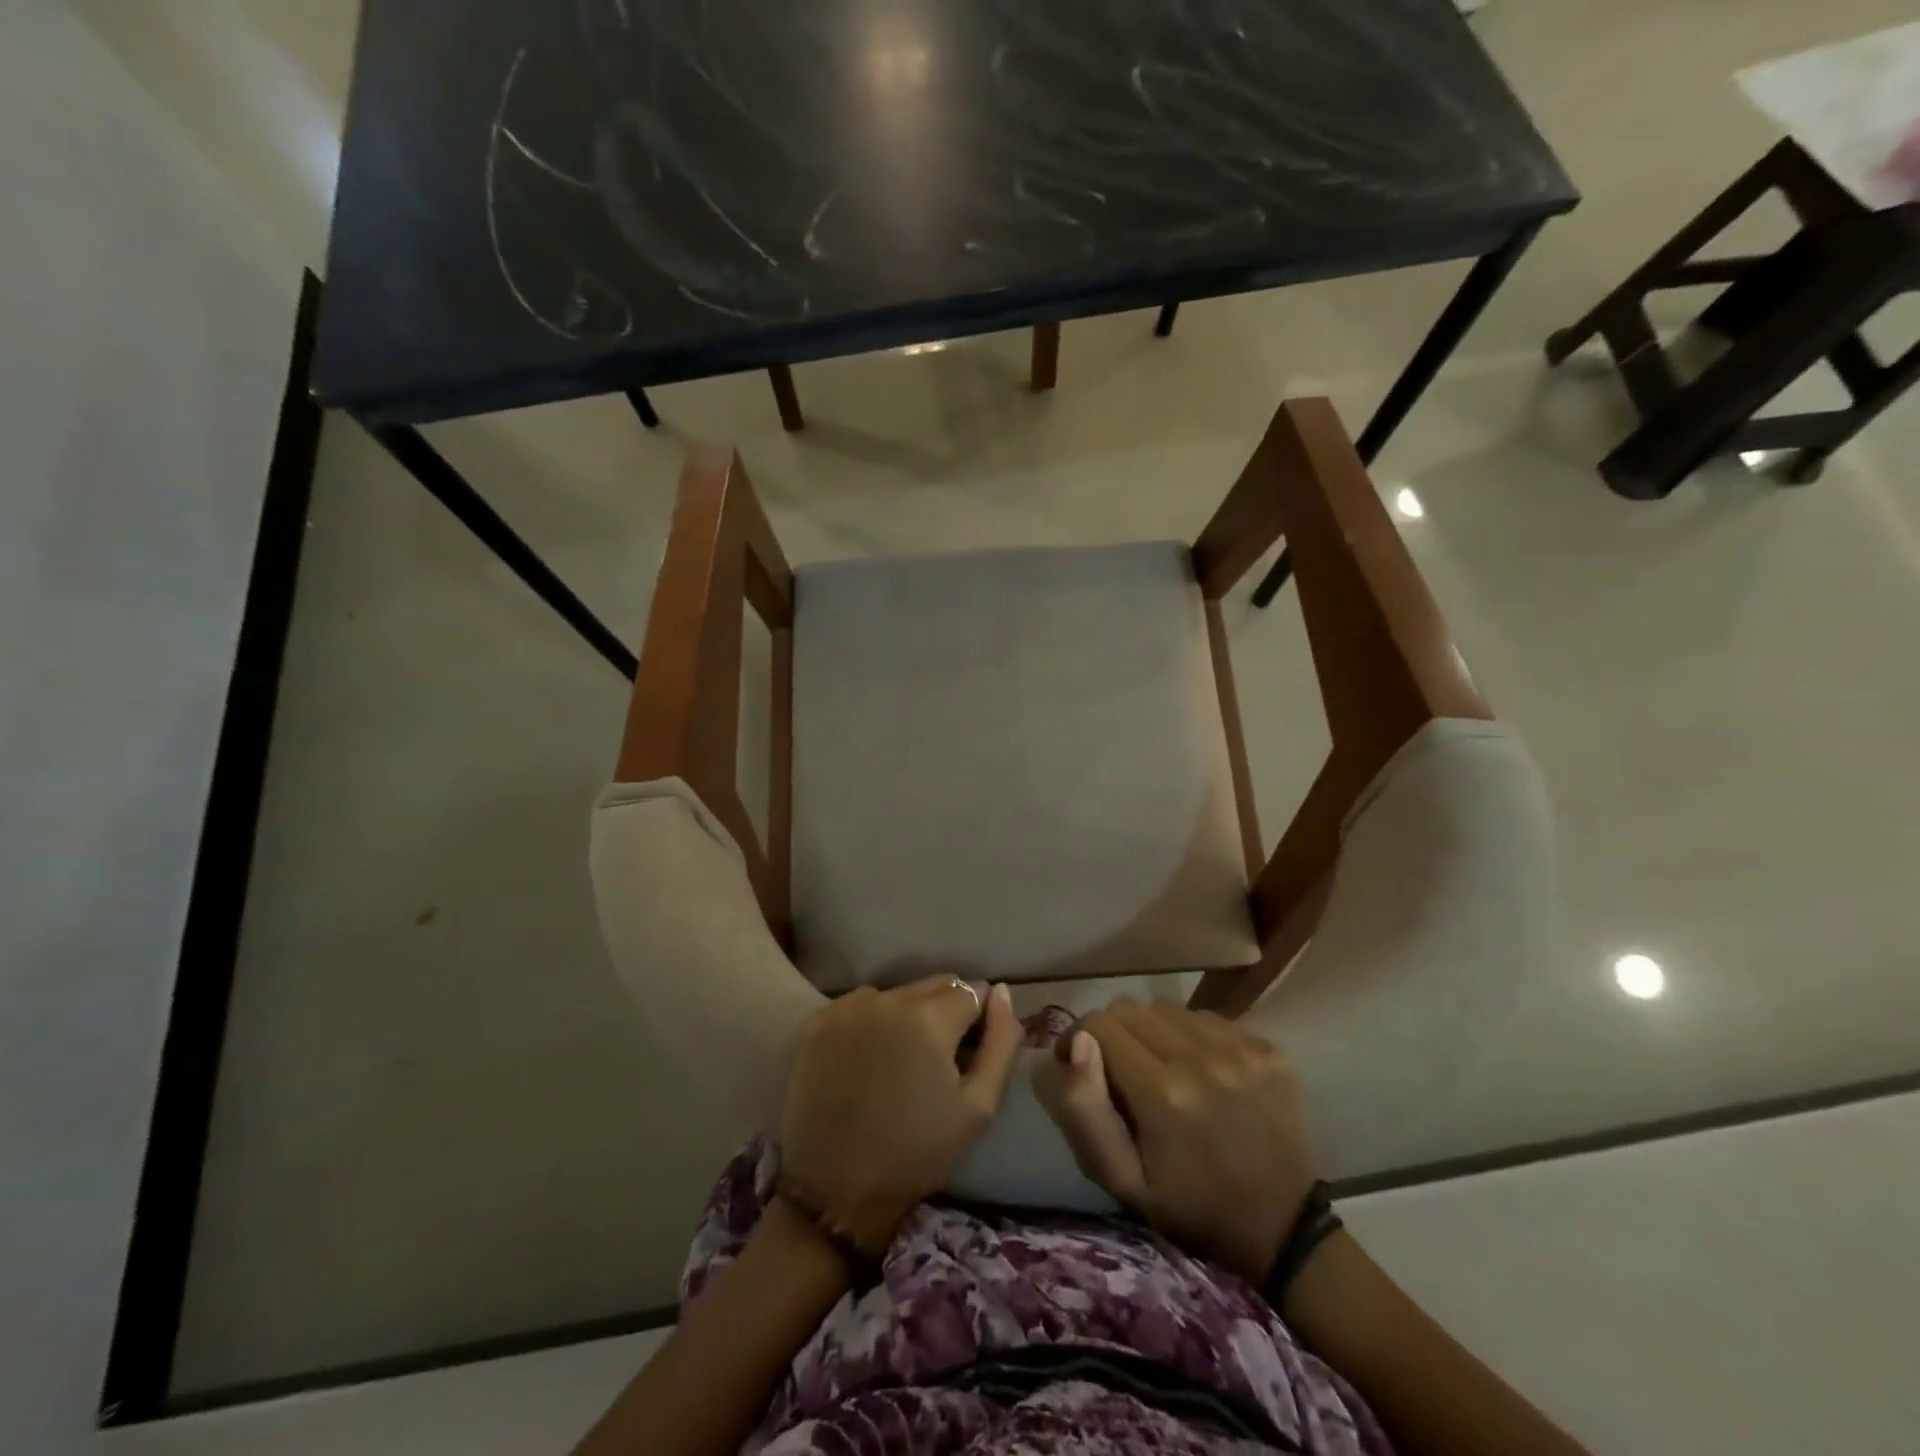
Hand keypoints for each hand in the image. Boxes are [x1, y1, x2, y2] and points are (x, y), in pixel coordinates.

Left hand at [780, 976, 1021, 1250]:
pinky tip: (868, 1059)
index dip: (978, 1021)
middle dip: (947, 1011)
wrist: (834, 1191)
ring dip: (909, 1014)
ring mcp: (848, 1007)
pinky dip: (872, 1022)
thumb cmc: (917, 1152)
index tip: (969, 1054)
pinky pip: (861, 1004)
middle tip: (937, 1060)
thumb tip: (1002, 991)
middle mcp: (887, 998)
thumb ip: (1002, 1042)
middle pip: (935, 985)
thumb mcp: (978, 1107)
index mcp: (929, 1017)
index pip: (972, 991)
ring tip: (901, 1061)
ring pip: (899, 993)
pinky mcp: (818, 1022)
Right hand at [1035, 999, 1318, 1284]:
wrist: (1284, 1230)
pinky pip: (1207, 1019)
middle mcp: (1201, 1058)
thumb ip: (1084, 1110)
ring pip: (1168, 1009)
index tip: (1082, 1067)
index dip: (1080, 1040)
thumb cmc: (1189, 1208)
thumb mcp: (1122, 1179)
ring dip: (1155, 1033)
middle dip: (1115, 1034)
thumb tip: (1076, 1042)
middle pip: (1130, 1008)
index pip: (1098, 1024)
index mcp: (1161, 1093)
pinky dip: (1193, 1038)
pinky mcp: (1267, 1050)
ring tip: (1165, 1071)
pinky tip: (1203, 1073)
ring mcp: (1241, 1050)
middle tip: (1124, 1072)